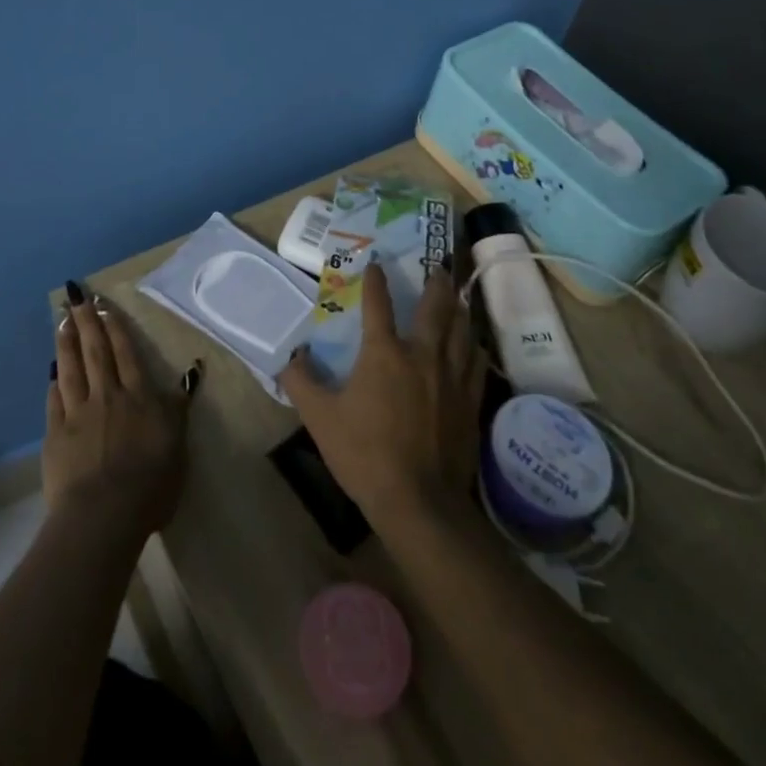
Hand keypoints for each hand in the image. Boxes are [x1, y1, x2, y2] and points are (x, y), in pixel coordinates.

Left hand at [44, 284, 189, 543]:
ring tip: (62, 321)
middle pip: (96, 352)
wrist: (103, 515)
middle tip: (77, 297)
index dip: (115, 328)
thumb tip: (189, 375)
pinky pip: (54, 401)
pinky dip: (54, 383)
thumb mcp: (177, 445)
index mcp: (138, 398)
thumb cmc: (150, 484)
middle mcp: (107, 396)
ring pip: (71, 369)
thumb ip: (177, 408)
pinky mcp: (55, 435)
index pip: (126, 353)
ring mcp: (78, 414)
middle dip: (87, 322)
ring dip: (66, 343)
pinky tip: (52, 372)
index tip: (104, 306)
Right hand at [278, 263, 483, 531]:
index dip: (375, 281)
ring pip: (461, 332)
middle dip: (435, 284)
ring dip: (458, 311)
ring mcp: (452, 378)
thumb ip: (301, 383)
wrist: (419, 502)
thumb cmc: (365, 455)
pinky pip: (476, 363)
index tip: (375, 264)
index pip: (378, 304)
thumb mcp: (320, 419)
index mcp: (385, 354)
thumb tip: (290, 357)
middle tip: (438, 268)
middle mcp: (423, 355)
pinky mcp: (470, 402)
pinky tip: (472, 347)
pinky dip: (473, 347)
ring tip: (458, 299)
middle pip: (435, 309)